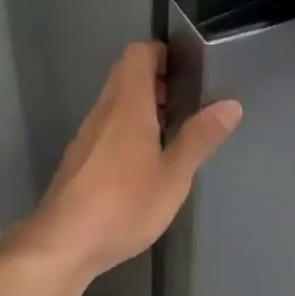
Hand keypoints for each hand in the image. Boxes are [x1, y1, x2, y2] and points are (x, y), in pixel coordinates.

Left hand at [13, 42, 240, 281]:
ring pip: (115, 102)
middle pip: (125, 76)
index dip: (161, 52)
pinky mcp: (79, 159)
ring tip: (171, 132)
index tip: (186, 69)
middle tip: (186, 102)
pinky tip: (143, 161)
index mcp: (128, 106)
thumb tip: (230, 105)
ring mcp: (87, 135)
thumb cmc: (124, 205)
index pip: (137, 54)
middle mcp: (103, 112)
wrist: (64, 243)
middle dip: (156, 80)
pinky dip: (127, 127)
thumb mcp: (173, 176)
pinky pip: (106, 126)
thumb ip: (200, 138)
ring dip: (142, 106)